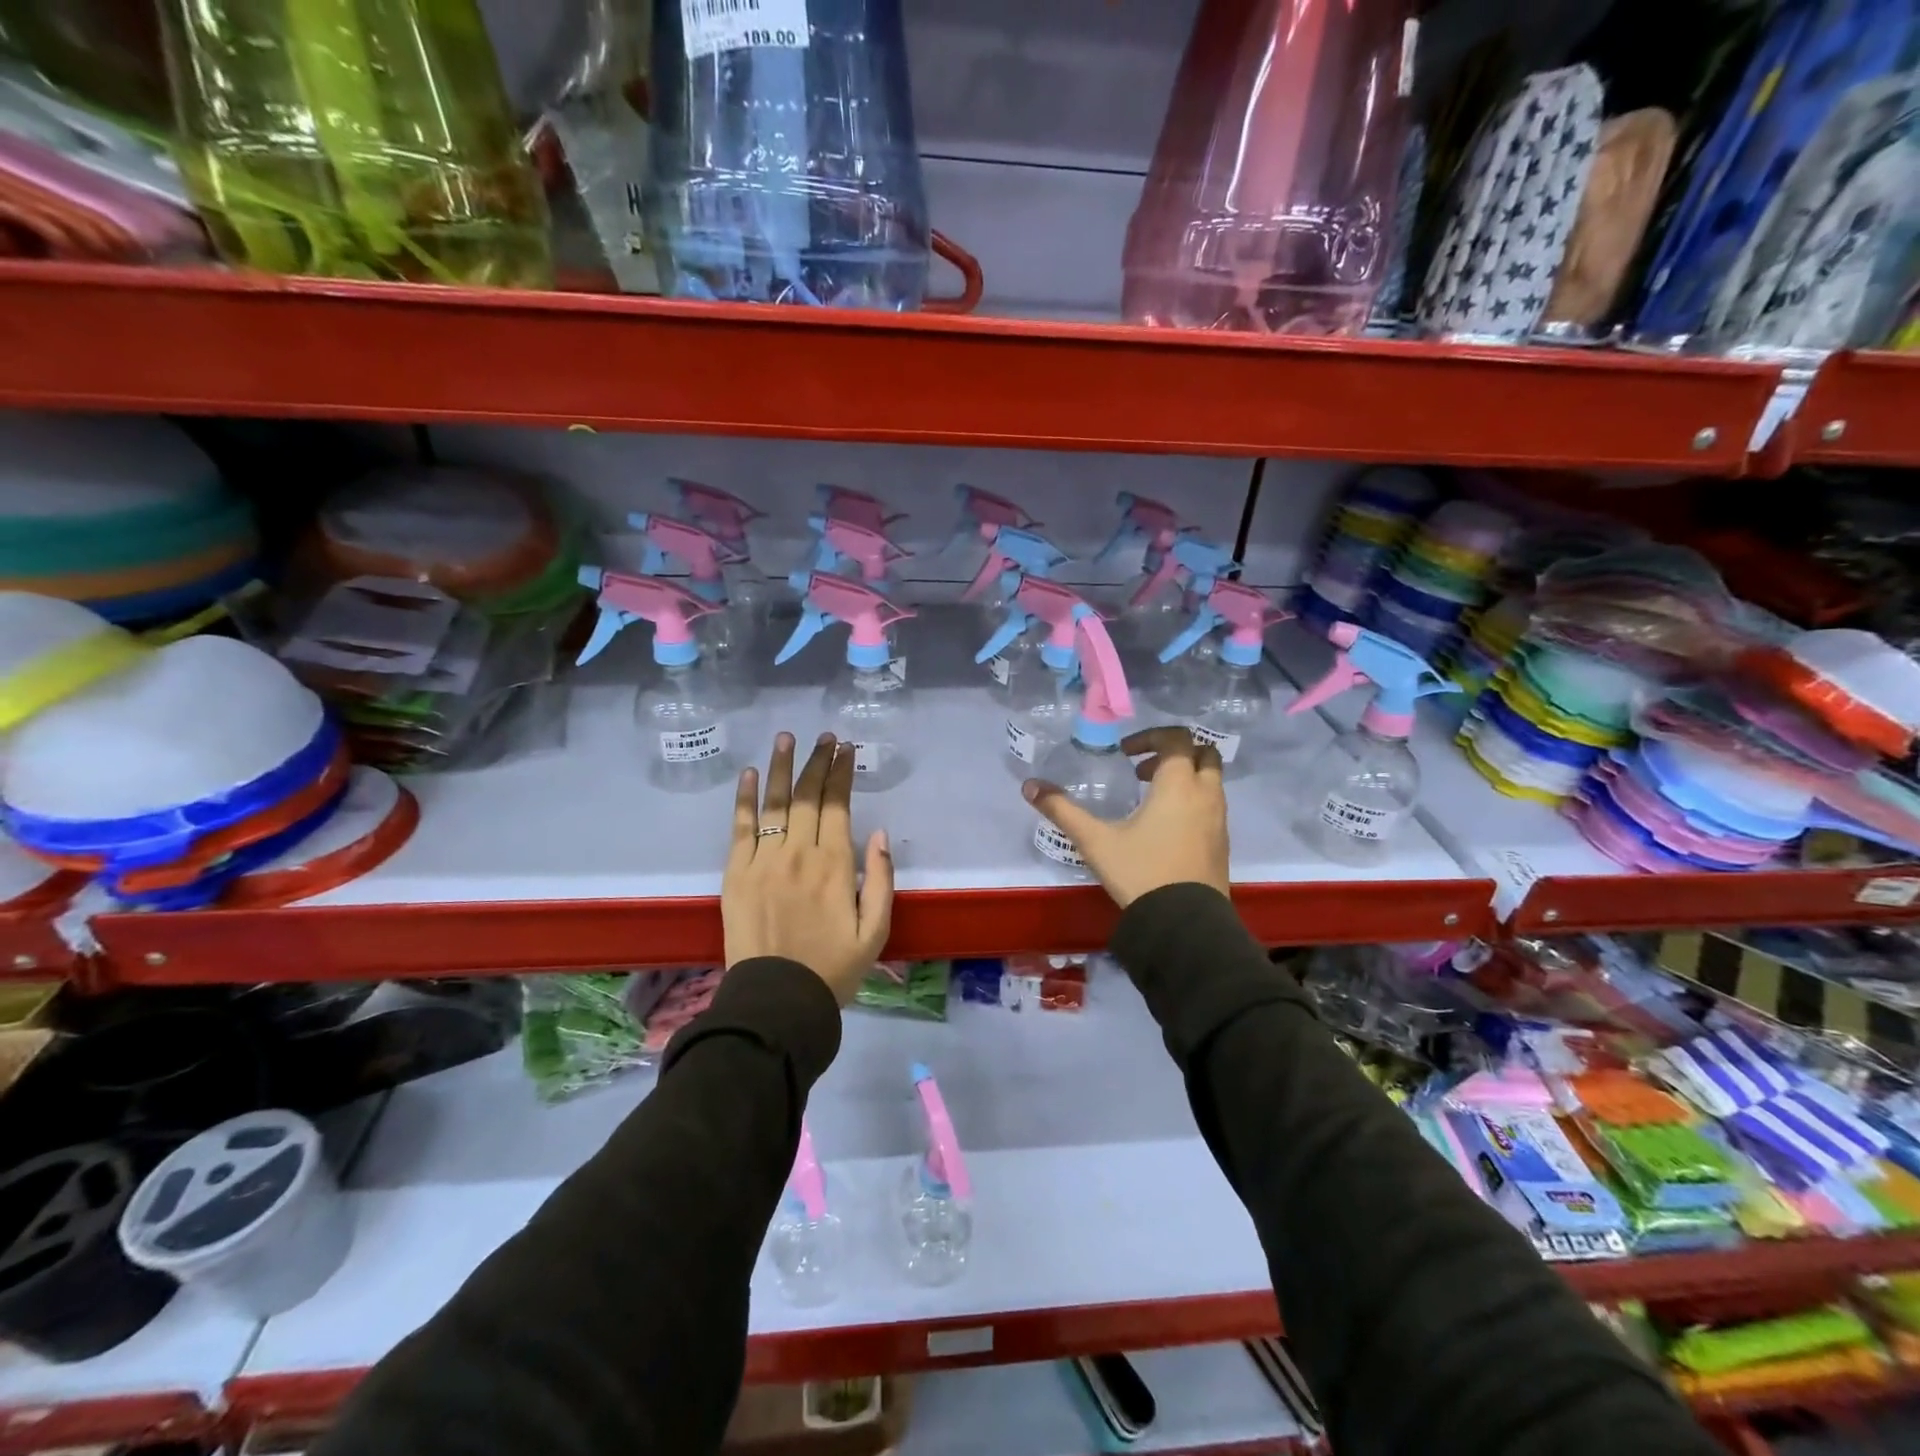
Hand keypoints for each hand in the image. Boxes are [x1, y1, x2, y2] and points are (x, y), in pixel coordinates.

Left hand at [723, 732, 894, 1001]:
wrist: (777, 1001)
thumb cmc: (833, 968)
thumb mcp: (876, 931)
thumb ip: (881, 879)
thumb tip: (878, 833)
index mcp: (835, 865)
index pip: (838, 805)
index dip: (842, 773)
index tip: (845, 749)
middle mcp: (799, 853)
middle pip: (807, 796)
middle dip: (817, 761)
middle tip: (823, 737)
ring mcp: (763, 861)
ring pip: (775, 803)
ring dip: (781, 767)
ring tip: (786, 738)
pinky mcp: (735, 873)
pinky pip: (741, 828)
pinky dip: (745, 799)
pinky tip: (750, 774)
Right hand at [1022, 727, 1229, 907]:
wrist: (1184, 924)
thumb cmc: (1140, 873)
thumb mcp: (1095, 841)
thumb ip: (1062, 810)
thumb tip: (1029, 785)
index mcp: (1178, 785)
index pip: (1177, 739)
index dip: (1150, 738)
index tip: (1125, 753)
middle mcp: (1206, 795)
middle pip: (1204, 753)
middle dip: (1174, 753)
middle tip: (1143, 770)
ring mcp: (1219, 820)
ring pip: (1211, 781)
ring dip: (1185, 778)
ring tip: (1150, 799)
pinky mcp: (1222, 844)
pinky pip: (1212, 807)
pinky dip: (1193, 802)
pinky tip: (1165, 828)